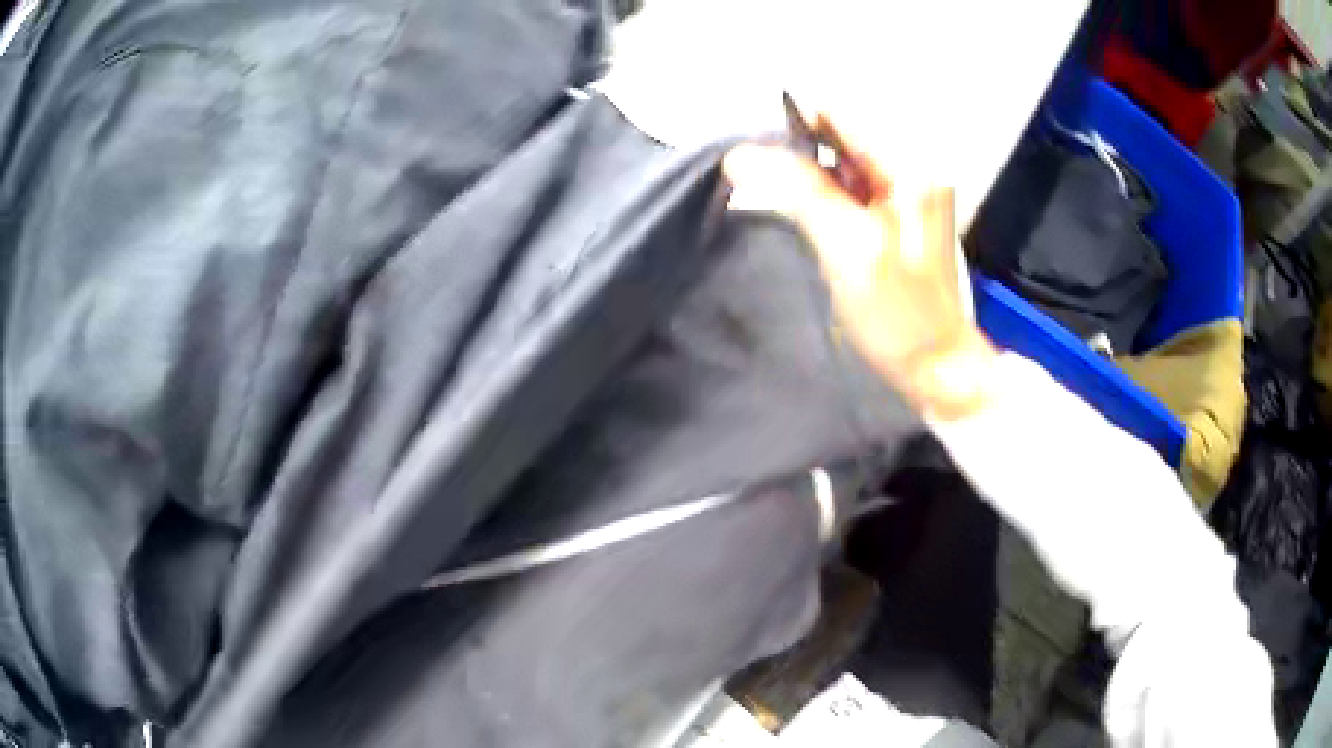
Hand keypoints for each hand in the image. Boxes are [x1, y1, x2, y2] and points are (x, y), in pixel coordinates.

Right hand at [723, 139, 997, 419]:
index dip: (792, 120)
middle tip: (754, 170)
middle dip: (796, 147)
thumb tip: (739, 153)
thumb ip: (798, 190)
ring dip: (806, 169)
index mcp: (910, 167)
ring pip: (843, 161)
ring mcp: (906, 192)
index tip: (752, 141)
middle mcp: (912, 168)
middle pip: (841, 135)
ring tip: (767, 186)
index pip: (841, 116)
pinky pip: (852, 187)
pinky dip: (823, 191)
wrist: (935, 366)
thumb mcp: (847, 246)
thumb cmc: (897, 312)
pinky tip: (801, 206)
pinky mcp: (897, 215)